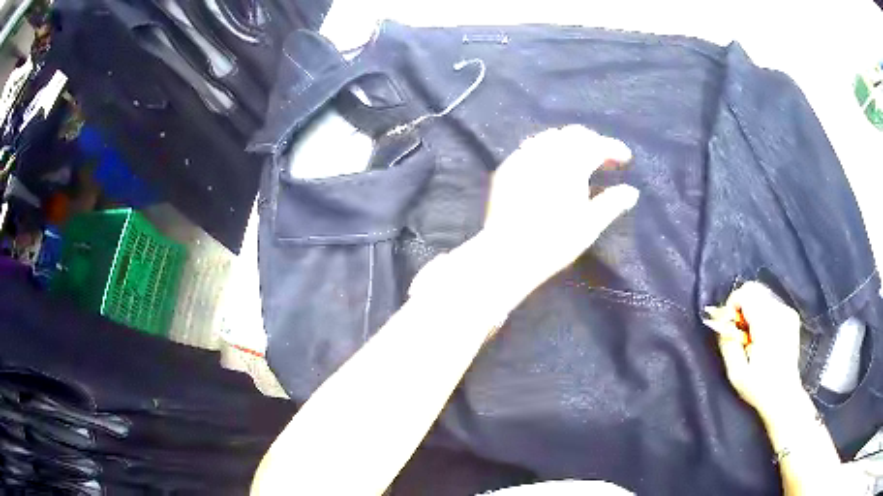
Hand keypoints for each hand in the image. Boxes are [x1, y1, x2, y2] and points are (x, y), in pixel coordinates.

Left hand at [481, 126, 639, 289]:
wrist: (507, 254)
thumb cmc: (554, 242)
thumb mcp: (589, 225)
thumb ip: (612, 203)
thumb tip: (632, 191)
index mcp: (570, 163)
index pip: (597, 145)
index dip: (614, 148)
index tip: (626, 157)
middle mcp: (546, 153)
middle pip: (573, 134)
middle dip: (592, 141)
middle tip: (604, 157)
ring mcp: (522, 157)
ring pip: (550, 137)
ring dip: (569, 142)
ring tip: (579, 159)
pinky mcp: (507, 168)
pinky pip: (530, 147)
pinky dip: (547, 149)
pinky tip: (551, 165)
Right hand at [705, 281, 802, 414]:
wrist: (784, 396)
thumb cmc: (759, 388)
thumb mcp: (736, 373)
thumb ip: (728, 344)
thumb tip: (721, 324)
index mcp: (767, 324)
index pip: (746, 293)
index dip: (732, 305)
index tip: (728, 326)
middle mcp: (780, 312)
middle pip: (754, 289)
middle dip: (741, 305)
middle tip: (737, 330)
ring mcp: (788, 312)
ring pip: (762, 294)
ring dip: (751, 309)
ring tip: (749, 335)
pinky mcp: (791, 316)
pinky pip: (771, 303)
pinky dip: (761, 313)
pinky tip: (761, 335)